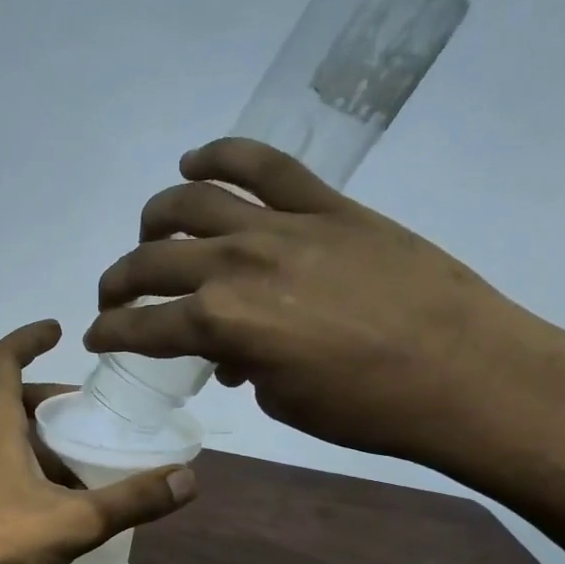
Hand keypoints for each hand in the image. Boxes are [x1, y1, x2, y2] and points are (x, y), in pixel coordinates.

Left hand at [0, 321, 197, 563]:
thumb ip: (129, 502)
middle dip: (49, 399)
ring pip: (3, 437)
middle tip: (87, 413)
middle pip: (10, 400)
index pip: (2, 360)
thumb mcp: (71, 522)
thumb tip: (189, 478)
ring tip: (80, 463)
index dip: (28, 338)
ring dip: (40, 439)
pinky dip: (25, 467)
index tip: (57, 329)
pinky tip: (51, 503)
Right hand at [83, 137, 550, 468]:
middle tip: (115, 297)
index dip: (110, 333)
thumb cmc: (367, 409)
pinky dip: (222, 154)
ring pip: (192, 202)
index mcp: (222, 324)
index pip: (142, 326)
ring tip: (151, 234)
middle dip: (119, 282)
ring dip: (156, 218)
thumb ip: (242, 365)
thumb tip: (229, 351)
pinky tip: (197, 161)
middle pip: (152, 261)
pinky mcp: (325, 205)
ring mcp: (281, 226)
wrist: (466, 374)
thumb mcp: (283, 399)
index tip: (97, 336)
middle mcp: (236, 266)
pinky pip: (264, 163)